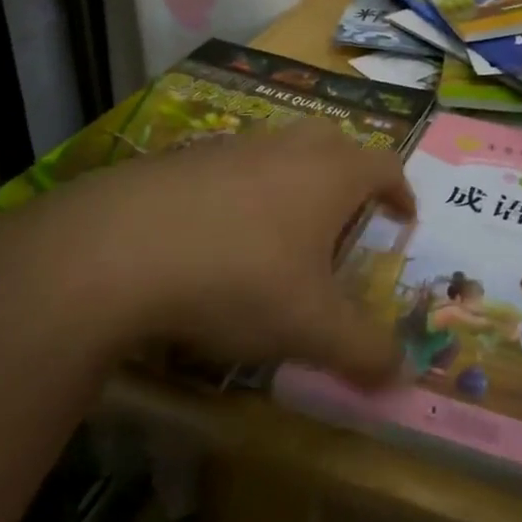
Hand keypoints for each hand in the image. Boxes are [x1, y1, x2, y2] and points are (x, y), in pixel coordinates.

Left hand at [0, 122, 414, 386]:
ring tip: (283, 236)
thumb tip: (403, 376)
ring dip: (293, 185)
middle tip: (346, 222)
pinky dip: (241, 195)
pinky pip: (231, 169)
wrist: (117, 250)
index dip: (401, 191)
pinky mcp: (183, 160)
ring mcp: (233, 147)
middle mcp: (287, 148)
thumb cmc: (239, 278)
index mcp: (331, 174)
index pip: (385, 165)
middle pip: (335, 145)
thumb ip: (363, 352)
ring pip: (280, 153)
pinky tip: (218, 240)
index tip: (404, 218)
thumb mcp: (310, 328)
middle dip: (349, 178)